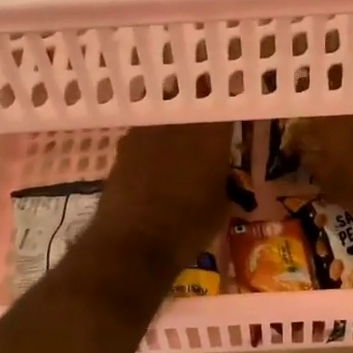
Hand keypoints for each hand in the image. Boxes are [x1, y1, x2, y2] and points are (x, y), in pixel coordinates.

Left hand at [93, 122, 233, 267]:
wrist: (133, 243)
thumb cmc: (189, 226)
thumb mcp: (222, 205)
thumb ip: (223, 179)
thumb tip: (219, 174)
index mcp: (210, 132)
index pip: (224, 110)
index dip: (227, 115)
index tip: (231, 124)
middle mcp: (177, 122)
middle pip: (191, 109)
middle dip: (199, 119)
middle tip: (206, 136)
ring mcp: (144, 132)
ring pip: (164, 121)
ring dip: (172, 132)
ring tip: (180, 152)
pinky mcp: (121, 149)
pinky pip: (144, 140)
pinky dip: (152, 150)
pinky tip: (156, 169)